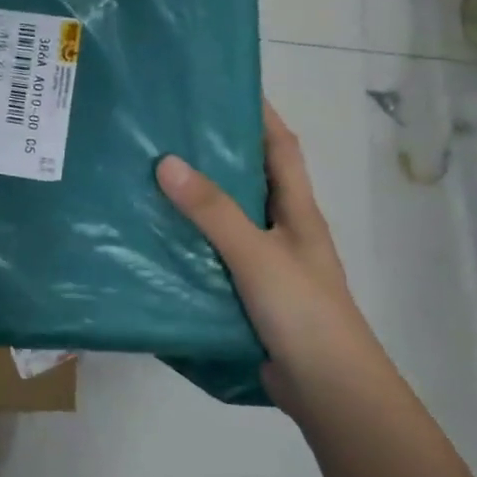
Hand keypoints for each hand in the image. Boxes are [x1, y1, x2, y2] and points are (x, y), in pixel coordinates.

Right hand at [157, 102, 380, 411]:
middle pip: (249, 178)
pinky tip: (156, 238)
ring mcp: (266, 263)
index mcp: (297, 210)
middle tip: (165, 130)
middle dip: (215, 152)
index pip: (281, 147)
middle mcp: (282, 229)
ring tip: (148, 176)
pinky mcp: (247, 292)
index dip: (259, 113)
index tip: (223, 86)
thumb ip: (213, 211)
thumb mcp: (256, 254)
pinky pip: (214, 255)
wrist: (328, 390)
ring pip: (227, 219)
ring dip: (196, 199)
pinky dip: (189, 242)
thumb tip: (166, 161)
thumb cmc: (303, 311)